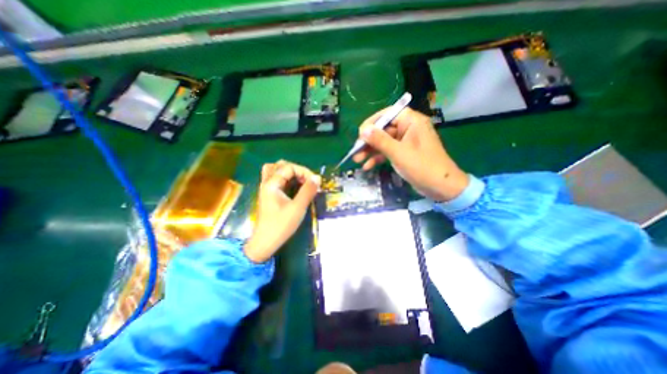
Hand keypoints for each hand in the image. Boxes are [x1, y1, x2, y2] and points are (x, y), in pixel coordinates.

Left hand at [244, 161, 321, 263]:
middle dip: (297, 170)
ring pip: (276, 171)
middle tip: (307, 180)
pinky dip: (285, 178)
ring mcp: (266, 189)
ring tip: (300, 181)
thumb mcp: (297, 208)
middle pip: (280, 165)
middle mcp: (267, 183)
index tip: (314, 182)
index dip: (304, 171)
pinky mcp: (268, 195)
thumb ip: (308, 191)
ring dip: (289, 172)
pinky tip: (293, 186)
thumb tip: (317, 177)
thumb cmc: (281, 225)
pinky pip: (275, 179)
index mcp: (271, 184)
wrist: (265, 243)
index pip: (289, 167)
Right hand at [354, 107, 466, 201]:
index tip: (360, 133)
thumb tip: (363, 130)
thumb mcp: (398, 153)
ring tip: (357, 160)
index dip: (372, 122)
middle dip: (368, 141)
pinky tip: (368, 166)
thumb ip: (380, 140)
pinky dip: (378, 158)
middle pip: (383, 129)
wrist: (441, 187)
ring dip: (371, 151)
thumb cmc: (422, 167)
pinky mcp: (404, 153)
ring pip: (384, 142)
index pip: (388, 114)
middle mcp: (408, 128)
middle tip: (355, 151)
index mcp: (411, 122)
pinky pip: (388, 151)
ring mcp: (406, 142)